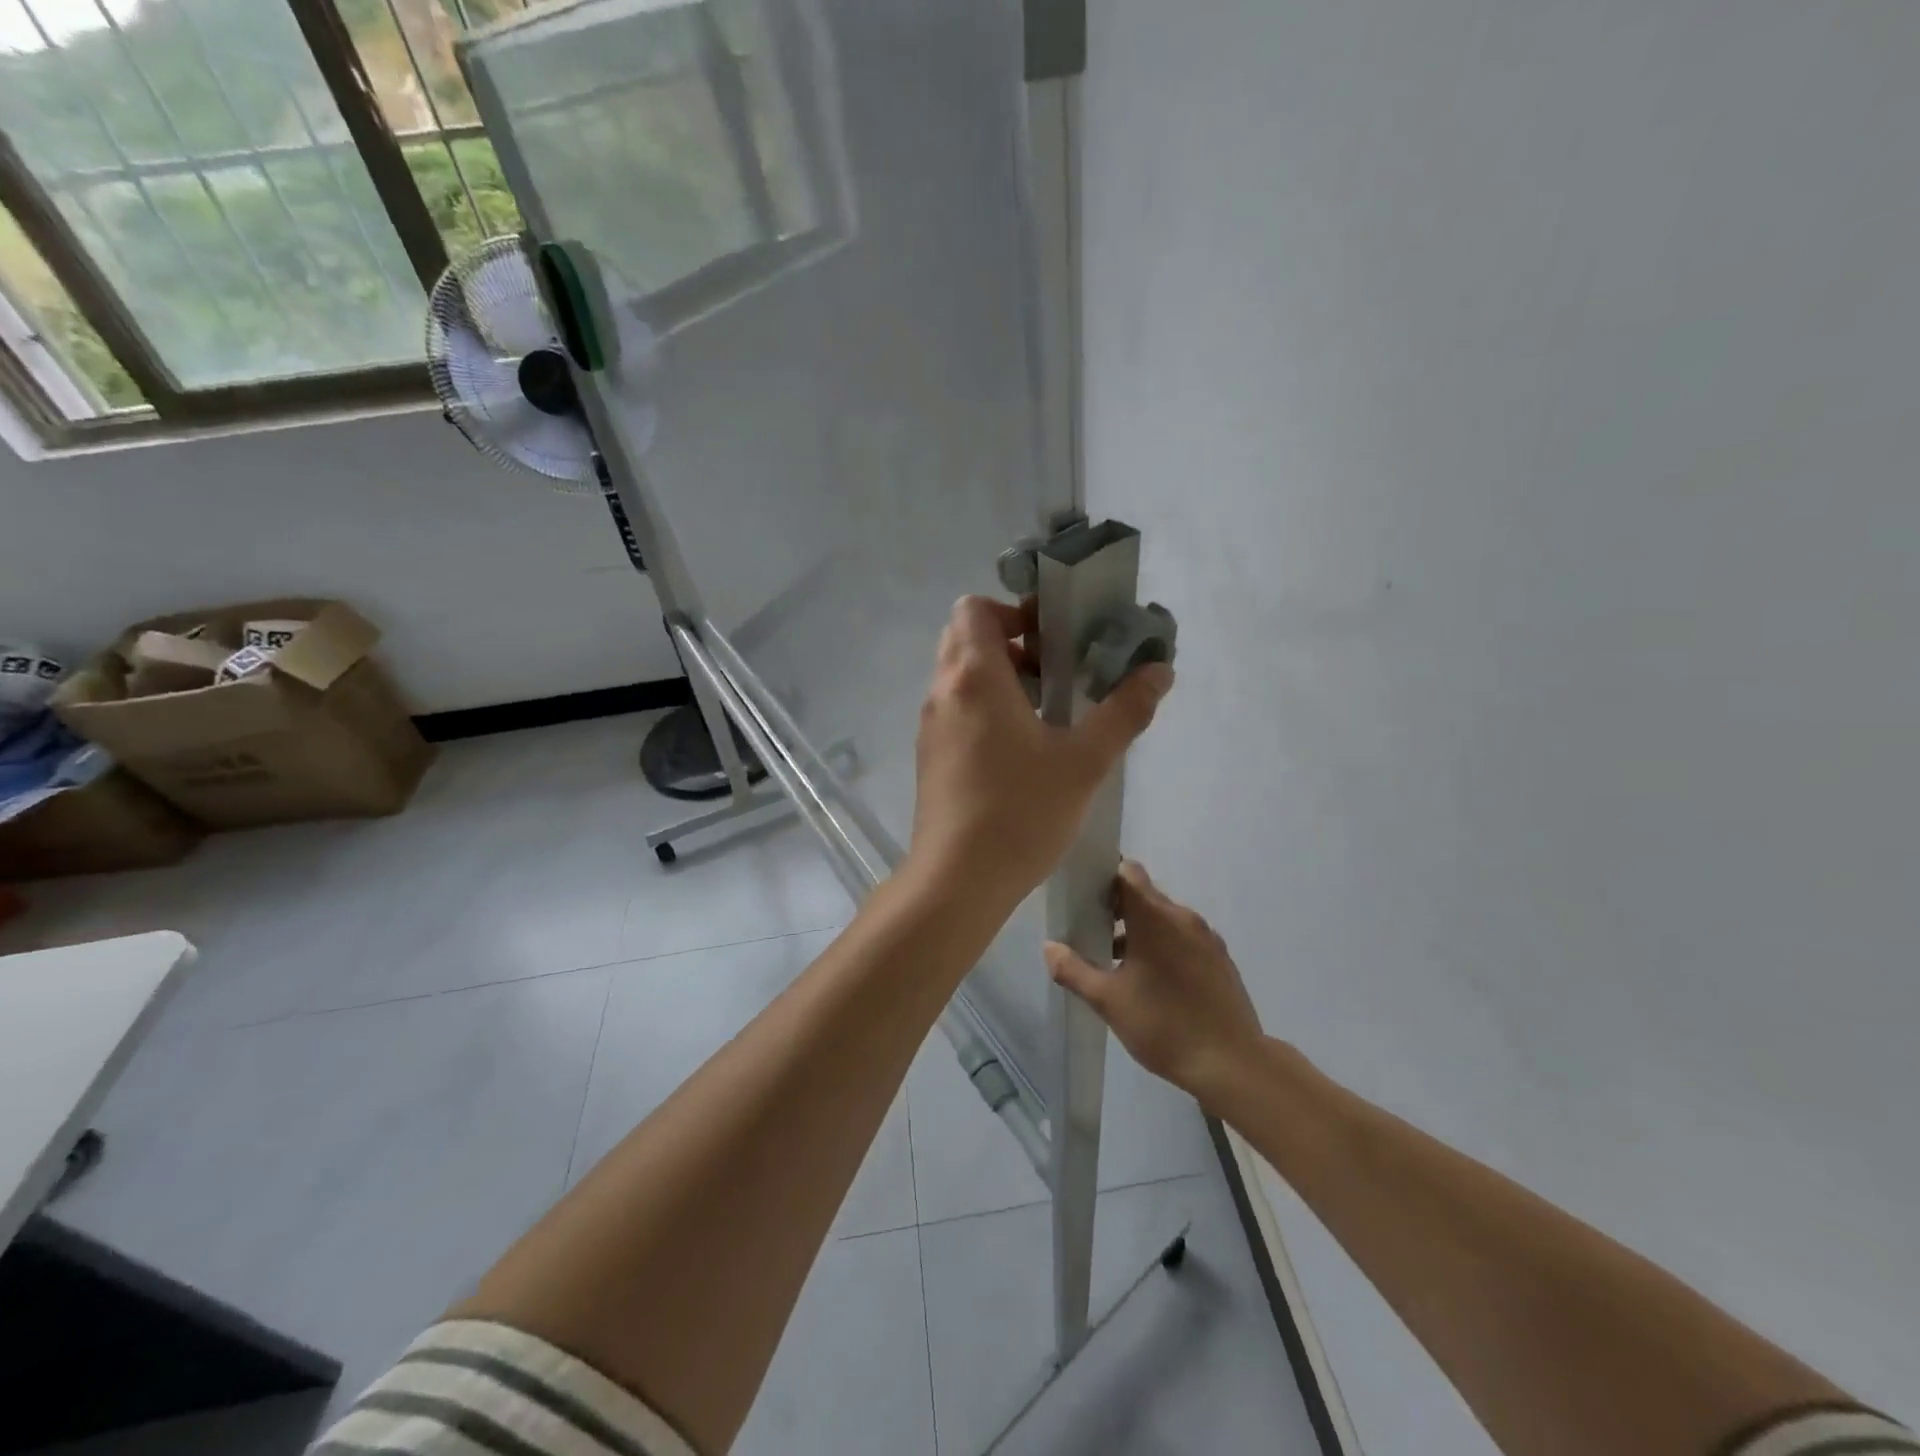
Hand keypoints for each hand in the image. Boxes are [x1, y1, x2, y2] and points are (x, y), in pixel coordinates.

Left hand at [909, 596, 1172, 903]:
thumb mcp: (1085, 761)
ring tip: (1046, 708)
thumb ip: (1125, 711)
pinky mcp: (930, 755)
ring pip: (959, 675)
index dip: (1013, 610)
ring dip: (999, 676)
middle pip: (966, 638)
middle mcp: (943, 691)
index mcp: (974, 676)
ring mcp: (931, 724)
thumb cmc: (1021, 812)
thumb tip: (1160, 670)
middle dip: (1010, 641)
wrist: (957, 879)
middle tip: (1056, 669)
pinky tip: (1021, 746)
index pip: (974, 608)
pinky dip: (984, 706)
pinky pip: (955, 708)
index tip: (1053, 637)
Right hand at [1045, 860, 1263, 1105]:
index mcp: (1155, 917)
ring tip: (1118, 963)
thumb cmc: (1164, 1025)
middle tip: (1092, 931)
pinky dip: (1165, 946)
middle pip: (1145, 895)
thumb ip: (1074, 971)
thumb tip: (1050, 948)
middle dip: (1118, 907)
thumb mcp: (1108, 1001)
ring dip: (1141, 930)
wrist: (1233, 1063)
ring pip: (1166, 918)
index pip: (1128, 872)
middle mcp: (1183, 917)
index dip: (1105, 876)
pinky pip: (1185, 938)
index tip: (1085, 895)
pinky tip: (1153, 981)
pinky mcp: (1221, 959)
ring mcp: (1207, 938)